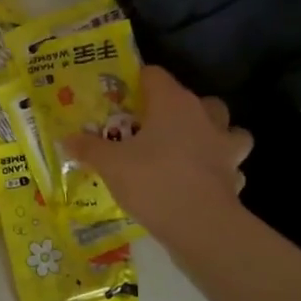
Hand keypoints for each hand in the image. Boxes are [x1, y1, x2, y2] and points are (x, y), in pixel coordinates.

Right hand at [62, 66, 253, 239]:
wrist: (200, 226)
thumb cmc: (152, 181)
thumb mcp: (110, 164)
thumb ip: (88, 148)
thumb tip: (65, 139)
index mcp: (173, 103)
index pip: (155, 75)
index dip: (137, 82)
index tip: (122, 99)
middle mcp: (204, 117)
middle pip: (196, 99)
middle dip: (180, 110)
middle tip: (156, 127)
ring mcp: (225, 146)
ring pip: (227, 130)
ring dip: (212, 136)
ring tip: (190, 150)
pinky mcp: (235, 176)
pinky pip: (230, 166)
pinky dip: (219, 171)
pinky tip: (201, 183)